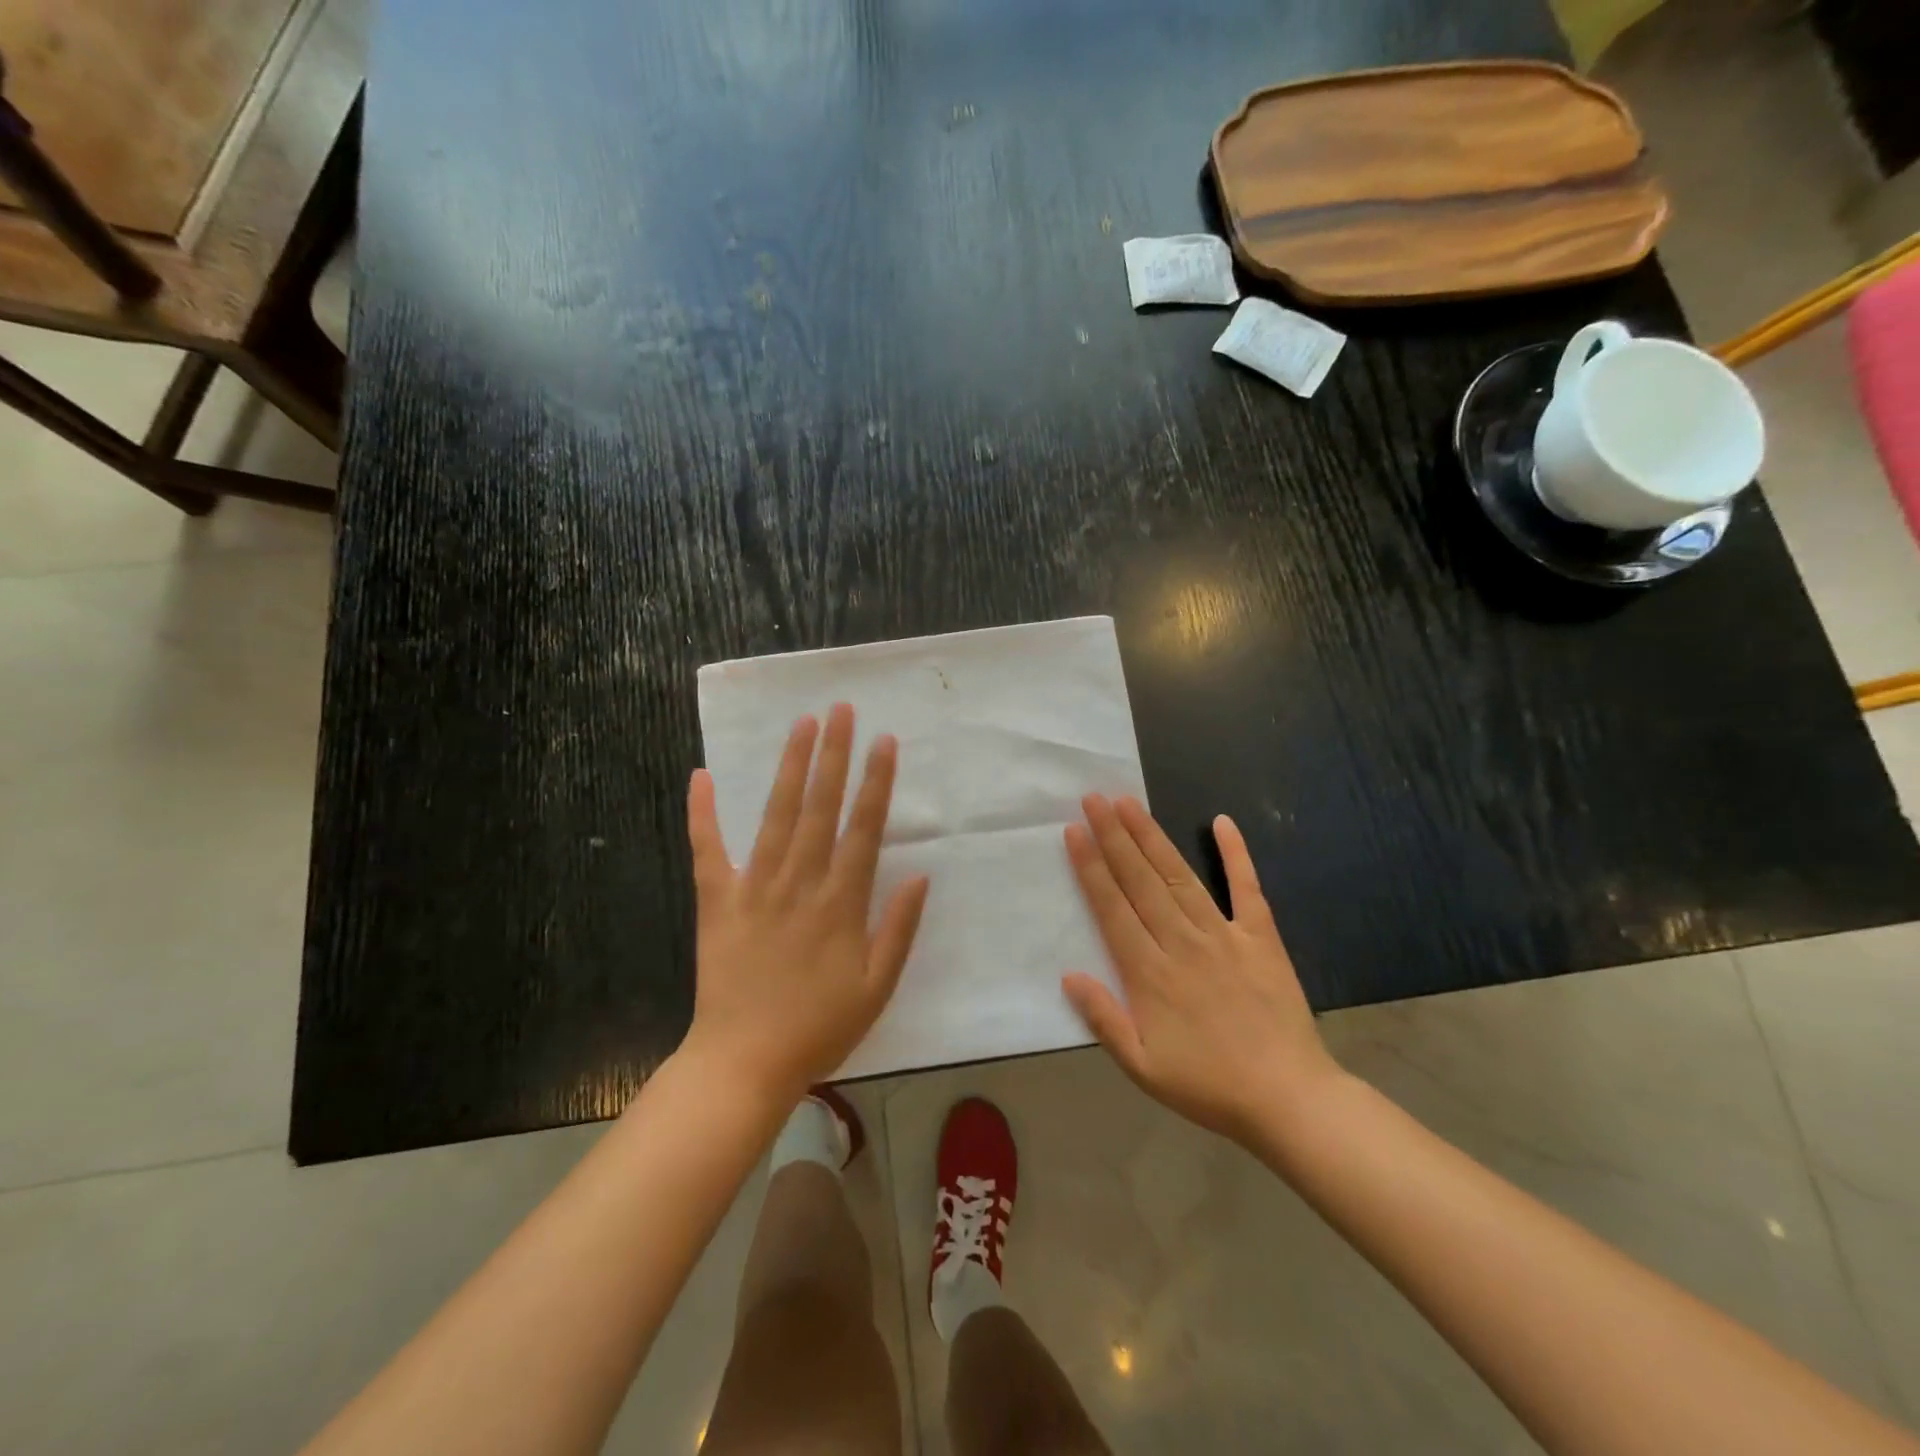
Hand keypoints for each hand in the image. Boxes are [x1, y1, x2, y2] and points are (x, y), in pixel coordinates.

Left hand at [681, 704, 928, 1106]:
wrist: (744, 1063)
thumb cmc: (819, 1028)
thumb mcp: (877, 988)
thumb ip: (899, 929)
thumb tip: (920, 874)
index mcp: (840, 904)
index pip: (863, 829)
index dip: (875, 783)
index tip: (884, 742)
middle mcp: (799, 883)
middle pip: (820, 808)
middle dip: (834, 755)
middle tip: (841, 710)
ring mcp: (754, 889)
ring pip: (775, 816)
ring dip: (790, 767)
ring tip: (801, 725)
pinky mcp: (716, 902)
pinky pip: (707, 851)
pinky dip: (702, 814)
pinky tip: (700, 777)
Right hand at [1062, 795, 1341, 1145]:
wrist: (1288, 1099)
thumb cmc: (1208, 1085)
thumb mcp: (1142, 1067)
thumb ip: (1103, 1019)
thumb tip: (1068, 974)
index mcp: (1150, 973)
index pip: (1112, 907)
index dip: (1091, 867)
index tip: (1074, 831)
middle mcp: (1181, 942)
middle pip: (1140, 880)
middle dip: (1113, 836)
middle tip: (1094, 799)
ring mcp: (1223, 935)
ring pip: (1178, 876)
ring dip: (1151, 837)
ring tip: (1129, 803)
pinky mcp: (1261, 936)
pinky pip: (1247, 887)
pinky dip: (1235, 853)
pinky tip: (1222, 822)